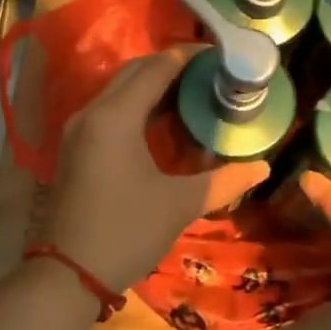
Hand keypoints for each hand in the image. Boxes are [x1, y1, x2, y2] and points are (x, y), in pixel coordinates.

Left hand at [40, 49, 269, 292]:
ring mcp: (78, 129)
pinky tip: (162, 120)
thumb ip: (224, 181)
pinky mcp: (75, 146)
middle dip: (171, 66)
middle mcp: (92, 112)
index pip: (156, 68)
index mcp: (116, 117)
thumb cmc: (126, 233)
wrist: (67, 274)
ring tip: (193, 91)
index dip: (188, 56)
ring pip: (119, 89)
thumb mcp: (179, 205)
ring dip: (153, 84)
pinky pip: (109, 108)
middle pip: (134, 72)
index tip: (220, 54)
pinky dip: (136, 103)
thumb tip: (263, 167)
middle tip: (210, 72)